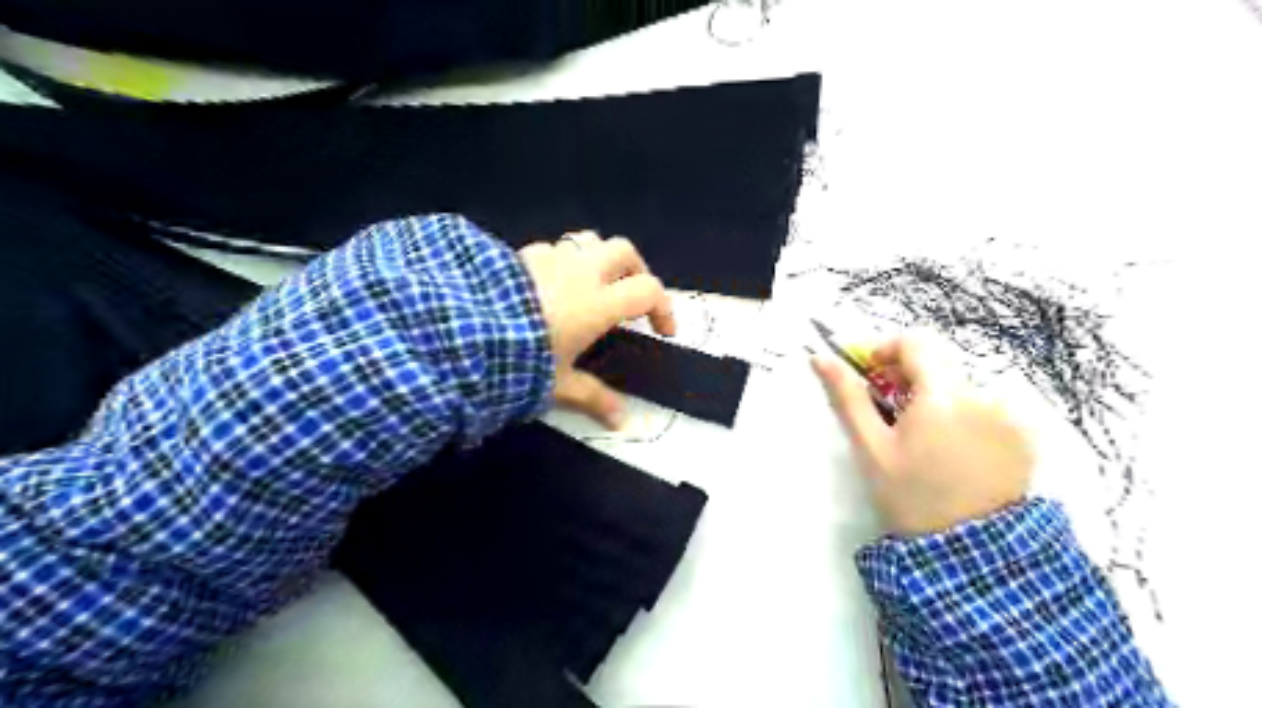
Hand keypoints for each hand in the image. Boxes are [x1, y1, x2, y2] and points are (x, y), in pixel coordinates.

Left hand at [516, 233, 673, 428]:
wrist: (463, 332)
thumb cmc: (521, 360)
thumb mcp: (560, 384)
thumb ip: (594, 398)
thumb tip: (623, 422)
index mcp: (599, 303)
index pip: (648, 290)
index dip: (663, 307)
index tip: (662, 331)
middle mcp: (581, 272)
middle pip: (625, 251)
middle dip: (636, 271)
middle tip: (632, 299)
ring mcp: (551, 258)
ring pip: (589, 240)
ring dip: (600, 258)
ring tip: (595, 284)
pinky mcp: (522, 255)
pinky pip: (553, 248)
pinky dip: (563, 261)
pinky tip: (551, 284)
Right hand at [808, 333, 1035, 536]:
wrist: (970, 553)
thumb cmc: (911, 496)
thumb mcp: (871, 447)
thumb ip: (848, 397)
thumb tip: (821, 358)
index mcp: (945, 395)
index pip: (916, 342)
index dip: (887, 349)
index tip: (870, 372)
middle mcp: (985, 396)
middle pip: (939, 364)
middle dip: (908, 378)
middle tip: (887, 411)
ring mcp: (1010, 416)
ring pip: (960, 386)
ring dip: (933, 398)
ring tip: (919, 438)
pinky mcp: (1024, 435)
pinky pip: (984, 407)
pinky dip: (961, 415)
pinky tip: (950, 450)